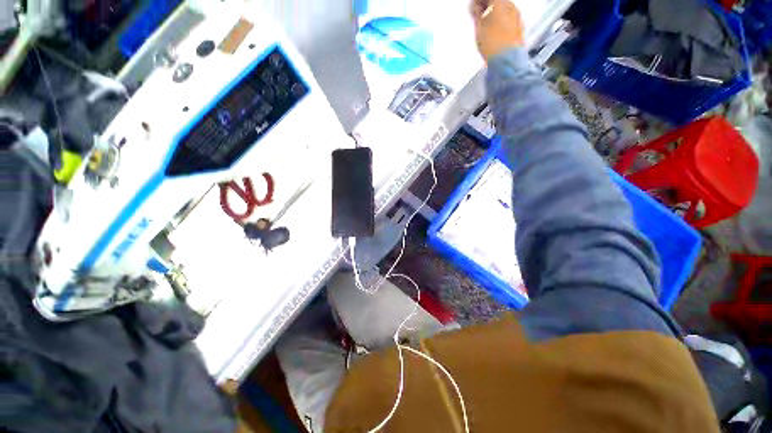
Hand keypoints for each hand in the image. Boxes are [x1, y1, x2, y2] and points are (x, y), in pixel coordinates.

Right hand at [470, 0, 524, 60]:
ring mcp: (517, 16)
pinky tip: (495, 30)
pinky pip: (509, 18)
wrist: (507, 61)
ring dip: (494, 14)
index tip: (473, 7)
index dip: (478, 2)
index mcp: (499, 3)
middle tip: (478, 15)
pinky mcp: (520, 26)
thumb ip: (477, 16)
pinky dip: (501, 20)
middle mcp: (510, 6)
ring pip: (504, 9)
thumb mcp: (479, 30)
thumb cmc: (494, 46)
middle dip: (487, 6)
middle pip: (497, 1)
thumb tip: (476, 9)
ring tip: (486, 25)